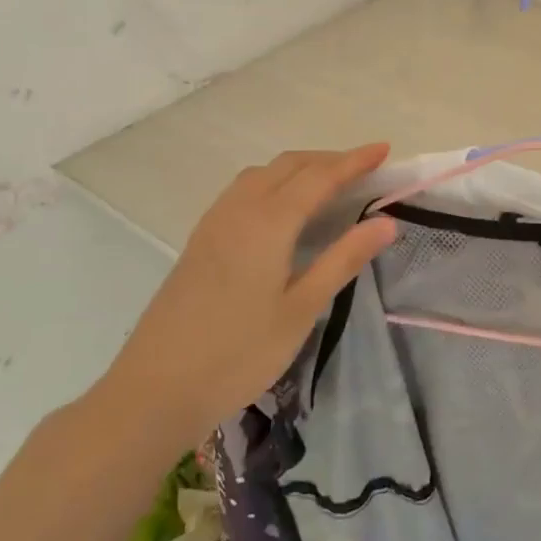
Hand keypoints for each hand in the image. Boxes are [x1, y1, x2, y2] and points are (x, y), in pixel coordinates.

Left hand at [92, 145, 397, 452]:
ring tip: (329, 185)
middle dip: (329, 160)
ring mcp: (214, 224)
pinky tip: (283, 211)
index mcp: (268, 223)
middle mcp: (239, 211)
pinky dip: (274, 183)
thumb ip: (343, 259)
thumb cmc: (238, 353)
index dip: (354, 161)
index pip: (319, 177)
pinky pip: (243, 192)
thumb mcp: (302, 309)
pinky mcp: (200, 242)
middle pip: (288, 166)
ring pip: (262, 175)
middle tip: (365, 169)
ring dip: (299, 169)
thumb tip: (386, 222)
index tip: (384, 149)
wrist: (155, 390)